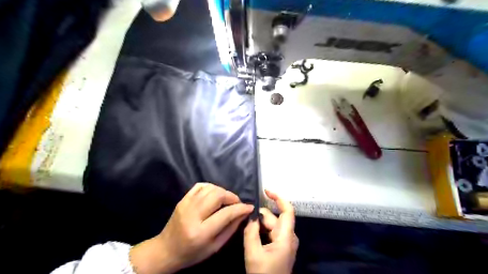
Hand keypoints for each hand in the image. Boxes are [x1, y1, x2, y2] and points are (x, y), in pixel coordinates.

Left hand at [129, 182, 253, 272]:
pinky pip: (200, 186)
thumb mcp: (215, 247)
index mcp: (201, 232)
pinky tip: (215, 194)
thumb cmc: (192, 253)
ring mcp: (186, 205)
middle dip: (232, 197)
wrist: (166, 250)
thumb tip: (244, 213)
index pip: (226, 213)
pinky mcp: (183, 199)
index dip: (240, 208)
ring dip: (223, 192)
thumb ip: (231, 228)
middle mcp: (193, 215)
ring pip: (210, 188)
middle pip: (218, 196)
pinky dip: (211, 187)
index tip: (249, 207)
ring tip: (227, 200)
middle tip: (237, 203)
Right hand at [243, 190, 297, 273]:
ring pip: (271, 225)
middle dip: (260, 215)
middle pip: (275, 218)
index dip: (278, 198)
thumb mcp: (253, 253)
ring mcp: (285, 242)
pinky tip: (251, 231)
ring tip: (245, 224)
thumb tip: (251, 216)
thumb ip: (251, 232)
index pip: (287, 211)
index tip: (266, 191)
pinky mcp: (280, 247)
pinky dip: (261, 230)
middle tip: (244, 215)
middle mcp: (288, 237)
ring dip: (259, 223)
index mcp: (286, 237)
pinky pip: (271, 232)